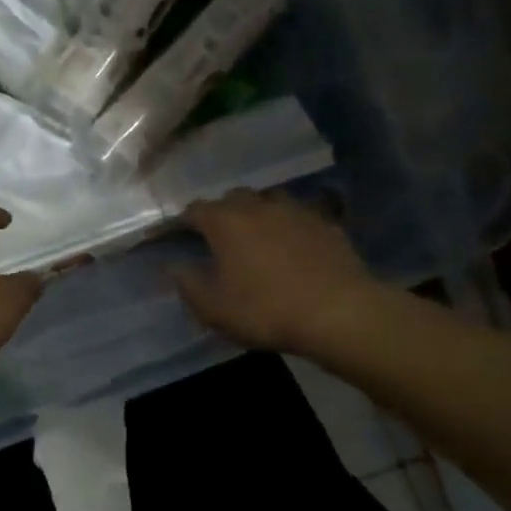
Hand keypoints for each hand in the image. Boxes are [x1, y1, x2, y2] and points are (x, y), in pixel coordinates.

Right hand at [173, 190, 384, 352]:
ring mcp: (295, 210)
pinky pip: (300, 215)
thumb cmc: (266, 310)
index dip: (180, 221)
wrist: (339, 312)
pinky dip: (289, 224)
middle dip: (221, 211)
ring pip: (268, 200)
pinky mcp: (325, 223)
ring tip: (256, 233)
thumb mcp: (214, 308)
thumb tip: (172, 266)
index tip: (174, 234)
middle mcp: (257, 206)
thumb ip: (187, 284)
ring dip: (257, 212)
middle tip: (217, 235)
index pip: (193, 210)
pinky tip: (293, 242)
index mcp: (225, 222)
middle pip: (232, 197)